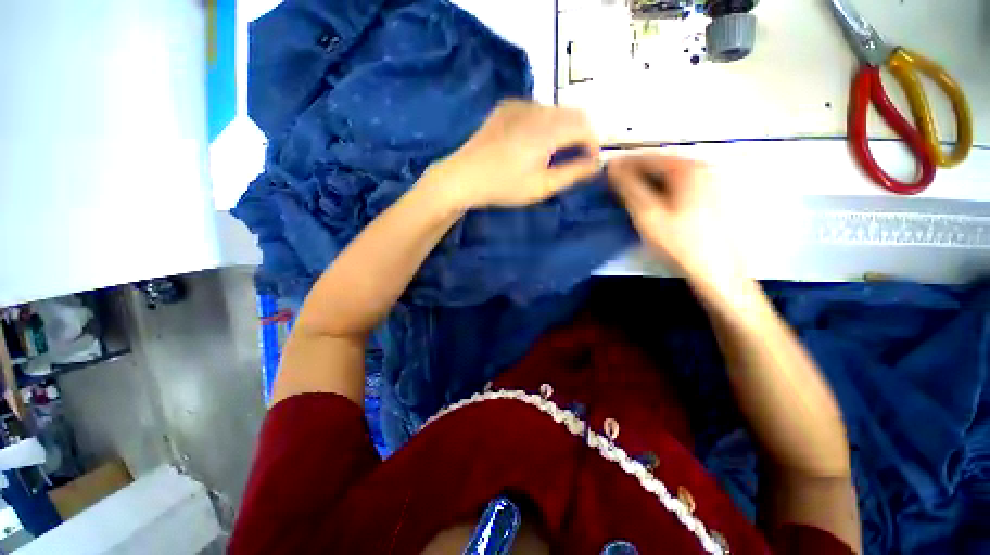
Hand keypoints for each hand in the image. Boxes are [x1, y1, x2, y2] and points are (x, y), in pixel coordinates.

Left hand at [428, 100, 600, 208]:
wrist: (463, 177)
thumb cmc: (503, 187)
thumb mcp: (541, 187)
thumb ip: (573, 173)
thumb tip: (596, 164)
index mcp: (546, 129)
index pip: (585, 126)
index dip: (594, 143)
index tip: (590, 162)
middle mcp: (536, 108)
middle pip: (573, 113)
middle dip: (581, 135)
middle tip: (575, 159)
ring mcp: (519, 104)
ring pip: (556, 110)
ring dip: (563, 128)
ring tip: (554, 153)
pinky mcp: (507, 106)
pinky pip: (537, 109)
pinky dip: (545, 123)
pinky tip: (533, 142)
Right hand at [609, 155, 746, 291]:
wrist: (718, 272)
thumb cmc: (680, 243)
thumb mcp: (648, 214)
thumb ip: (629, 188)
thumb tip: (613, 167)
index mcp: (688, 168)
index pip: (647, 158)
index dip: (622, 164)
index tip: (604, 173)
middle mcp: (703, 167)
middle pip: (660, 164)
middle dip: (635, 173)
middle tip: (614, 187)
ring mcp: (711, 181)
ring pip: (669, 176)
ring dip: (647, 182)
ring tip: (628, 196)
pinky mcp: (712, 196)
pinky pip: (679, 185)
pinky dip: (661, 190)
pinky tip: (652, 204)